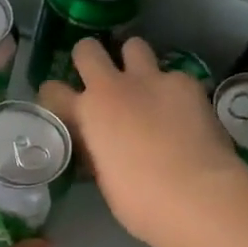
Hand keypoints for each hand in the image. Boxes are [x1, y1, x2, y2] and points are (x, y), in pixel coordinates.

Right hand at [37, 36, 247, 246]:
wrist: (195, 194)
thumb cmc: (140, 201)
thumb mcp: (105, 179)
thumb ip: (97, 152)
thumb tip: (99, 146)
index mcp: (87, 114)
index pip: (52, 90)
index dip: (55, 97)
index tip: (63, 107)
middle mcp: (114, 87)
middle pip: (87, 49)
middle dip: (90, 58)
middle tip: (101, 79)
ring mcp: (152, 79)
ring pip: (133, 45)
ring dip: (133, 61)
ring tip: (144, 85)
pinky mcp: (187, 82)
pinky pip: (173, 75)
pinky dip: (173, 89)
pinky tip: (184, 112)